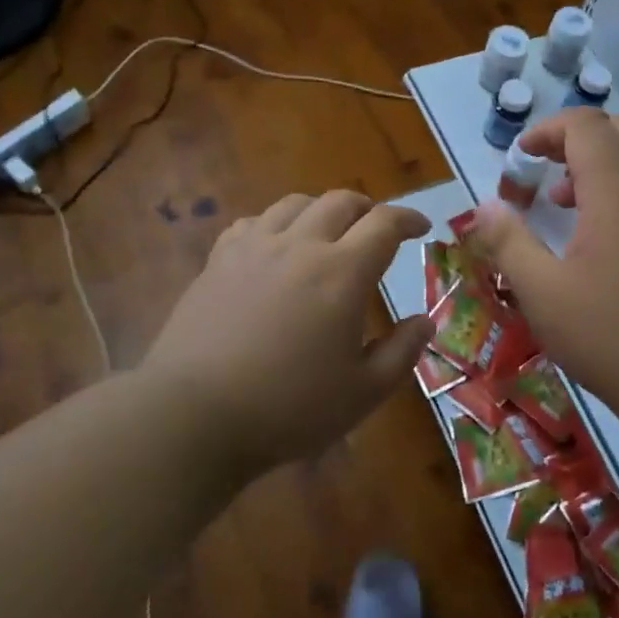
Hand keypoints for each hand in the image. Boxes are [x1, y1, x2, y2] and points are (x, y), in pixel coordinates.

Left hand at [142, 191, 433, 474]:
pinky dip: (275, 224)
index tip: (421, 227)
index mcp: (342, 273)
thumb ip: (401, 353)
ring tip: (328, 231)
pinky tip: (274, 246)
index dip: (408, 219)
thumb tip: (425, 322)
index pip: (384, 224)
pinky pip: (252, 222)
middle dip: (367, 208)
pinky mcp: (218, 261)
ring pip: (295, 204)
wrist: (193, 415)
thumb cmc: (287, 408)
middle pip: (340, 202)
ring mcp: (254, 248)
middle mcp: (301, 246)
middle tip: (377, 228)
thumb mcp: (362, 393)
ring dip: (322, 209)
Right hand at [467, 109, 618, 428]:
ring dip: (603, 165)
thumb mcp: (543, 294)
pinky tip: (602, 244)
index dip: (548, 130)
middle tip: (547, 172)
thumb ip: (509, 243)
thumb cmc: (613, 338)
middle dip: (579, 138)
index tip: (522, 159)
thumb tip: (486, 207)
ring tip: (567, 208)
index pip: (586, 125)